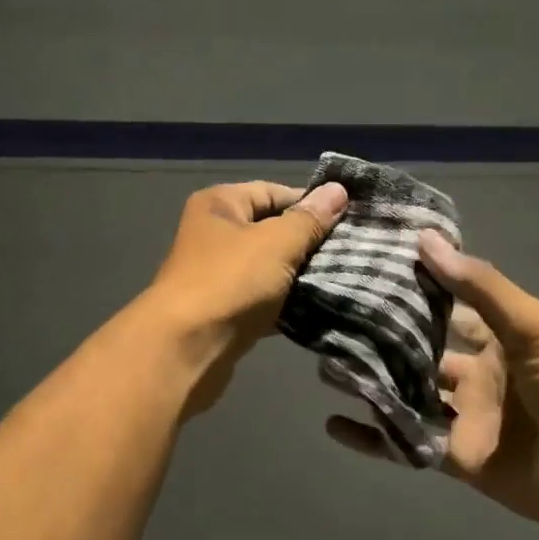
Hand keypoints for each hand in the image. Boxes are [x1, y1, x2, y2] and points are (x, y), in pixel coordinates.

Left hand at [139, 179, 347, 413]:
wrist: (187, 348)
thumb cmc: (231, 282)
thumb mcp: (277, 242)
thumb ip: (310, 219)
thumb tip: (338, 190)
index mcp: (219, 205)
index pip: (273, 191)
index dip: (310, 203)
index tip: (348, 219)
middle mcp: (214, 235)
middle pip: (272, 231)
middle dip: (309, 243)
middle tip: (351, 253)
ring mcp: (218, 276)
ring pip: (270, 269)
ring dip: (300, 276)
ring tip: (342, 279)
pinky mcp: (225, 312)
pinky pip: (264, 301)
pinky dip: (286, 305)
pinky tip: (318, 309)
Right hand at [328, 231, 538, 539]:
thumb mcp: (532, 327)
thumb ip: (480, 287)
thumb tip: (426, 240)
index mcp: (497, 339)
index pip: (447, 306)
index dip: (415, 288)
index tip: (371, 267)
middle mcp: (475, 374)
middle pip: (419, 352)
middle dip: (383, 338)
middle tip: (333, 319)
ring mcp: (462, 417)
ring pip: (406, 395)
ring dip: (371, 383)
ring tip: (325, 365)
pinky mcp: (452, 455)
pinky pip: (404, 442)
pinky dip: (372, 437)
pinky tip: (334, 425)